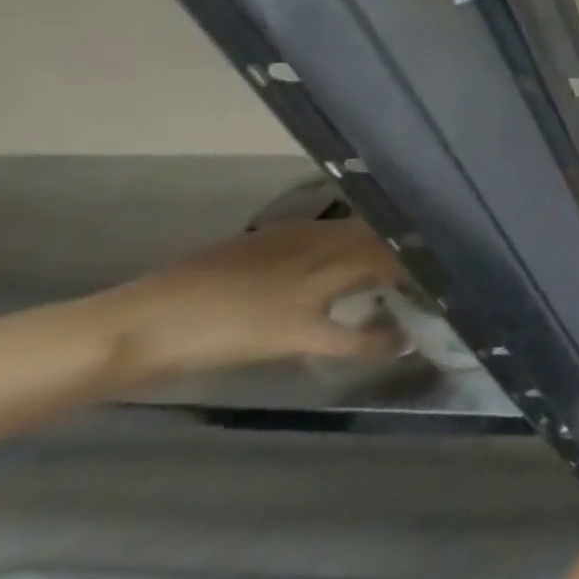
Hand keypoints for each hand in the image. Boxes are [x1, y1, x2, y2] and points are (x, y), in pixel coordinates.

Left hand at [95, 219, 406, 380]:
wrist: (135, 327)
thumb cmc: (225, 333)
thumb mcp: (299, 339)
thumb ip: (358, 339)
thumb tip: (408, 343)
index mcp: (334, 251)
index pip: (396, 250)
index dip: (423, 265)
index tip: (443, 284)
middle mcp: (319, 235)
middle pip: (377, 237)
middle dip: (404, 253)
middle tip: (422, 278)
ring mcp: (287, 238)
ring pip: (349, 236)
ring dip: (373, 251)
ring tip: (386, 275)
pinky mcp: (259, 245)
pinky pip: (319, 240)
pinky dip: (339, 252)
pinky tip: (332, 273)